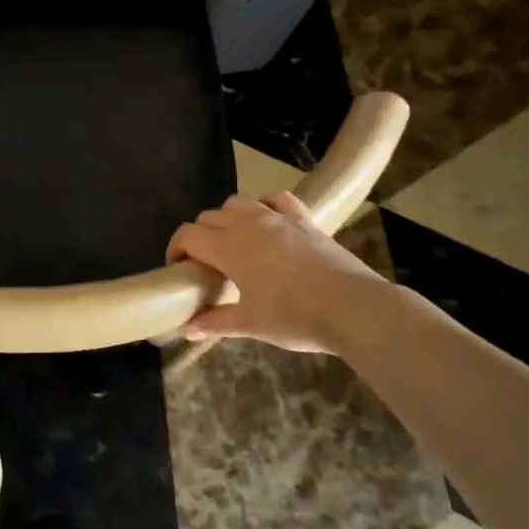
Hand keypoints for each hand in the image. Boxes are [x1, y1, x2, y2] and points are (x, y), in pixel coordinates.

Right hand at [167, 191, 390, 353]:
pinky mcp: (303, 218)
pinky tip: (266, 218)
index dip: (176, 248)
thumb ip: (217, 322)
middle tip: (206, 264)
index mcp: (228, 248)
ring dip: (227, 218)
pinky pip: (276, 198)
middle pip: (209, 217)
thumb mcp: (252, 324)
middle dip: (200, 236)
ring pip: (238, 203)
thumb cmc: (295, 317)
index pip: (189, 235)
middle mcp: (246, 224)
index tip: (177, 267)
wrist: (352, 307)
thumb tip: (188, 330)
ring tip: (234, 242)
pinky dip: (264, 203)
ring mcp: (276, 217)